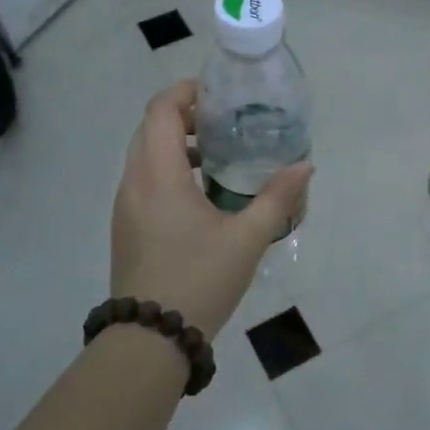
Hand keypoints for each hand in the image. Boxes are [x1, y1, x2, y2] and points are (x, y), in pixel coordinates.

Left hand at [110, 80, 313, 340]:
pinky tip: (200, 196)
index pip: (160, 109)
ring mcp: (124, 206)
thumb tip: (305, 167)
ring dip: (174, 145)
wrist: (151, 338)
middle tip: (223, 122)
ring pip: (143, 156)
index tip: (218, 94)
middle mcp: (133, 182)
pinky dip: (167, 171)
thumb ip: (278, 198)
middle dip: (183, 116)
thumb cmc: (199, 279)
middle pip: (149, 128)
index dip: (186, 91)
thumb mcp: (247, 238)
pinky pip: (142, 181)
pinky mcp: (125, 227)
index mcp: (158, 174)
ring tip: (217, 158)